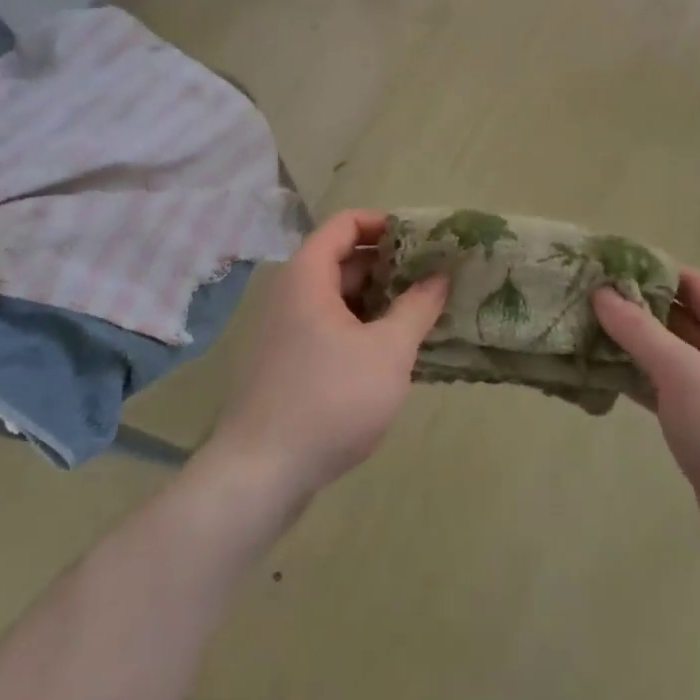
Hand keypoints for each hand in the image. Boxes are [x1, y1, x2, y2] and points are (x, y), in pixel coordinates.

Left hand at [208, 210, 447, 501]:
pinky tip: (391, 352)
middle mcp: (290, 294)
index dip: (385, 223)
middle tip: (432, 278)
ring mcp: (284, 330)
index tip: (422, 240)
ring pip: (337, 297)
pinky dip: (360, 327)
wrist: (259, 476)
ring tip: (421, 314)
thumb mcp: (388, 351)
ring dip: (378, 299)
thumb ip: (418, 307)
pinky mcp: (285, 364)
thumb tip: (440, 276)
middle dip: (389, 265)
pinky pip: (328, 327)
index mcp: (308, 276)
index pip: (346, 223)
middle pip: (342, 259)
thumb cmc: (330, 400)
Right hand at [594, 271, 699, 602]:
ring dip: (630, 344)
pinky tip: (599, 373)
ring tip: (582, 329)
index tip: (604, 266)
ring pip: (668, 354)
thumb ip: (640, 331)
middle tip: (584, 297)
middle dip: (635, 308)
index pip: (692, 284)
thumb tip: (602, 292)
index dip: (651, 271)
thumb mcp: (684, 374)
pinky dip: (635, 377)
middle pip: (678, 317)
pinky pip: (664, 387)